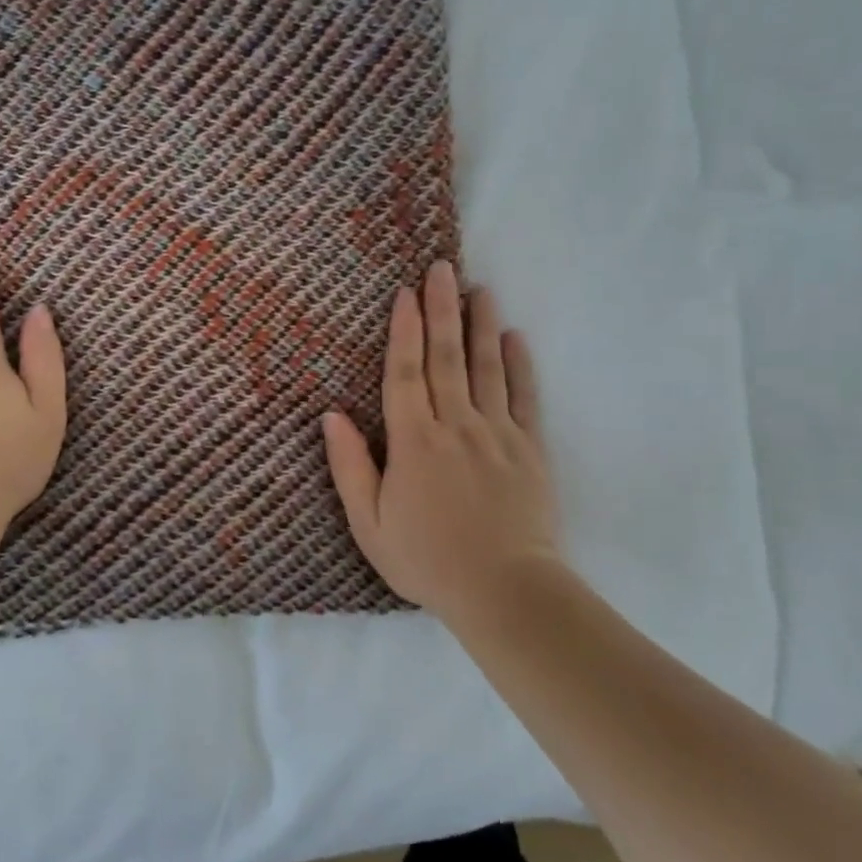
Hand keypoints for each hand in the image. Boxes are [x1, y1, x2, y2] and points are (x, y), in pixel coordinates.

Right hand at [323, 262, 562, 621]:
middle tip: (442, 268)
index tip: (405, 293)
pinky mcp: (530, 450)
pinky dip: (520, 365)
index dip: (404, 331)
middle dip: (442, 310)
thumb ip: (350, 467)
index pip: (405, 374)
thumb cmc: (427, 560)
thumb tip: (331, 417)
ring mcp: (498, 434)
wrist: (506, 592)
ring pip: (487, 368)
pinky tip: (516, 338)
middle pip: (447, 358)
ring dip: (481, 326)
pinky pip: (524, 398)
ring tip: (479, 289)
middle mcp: (456, 426)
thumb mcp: (369, 524)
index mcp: (414, 442)